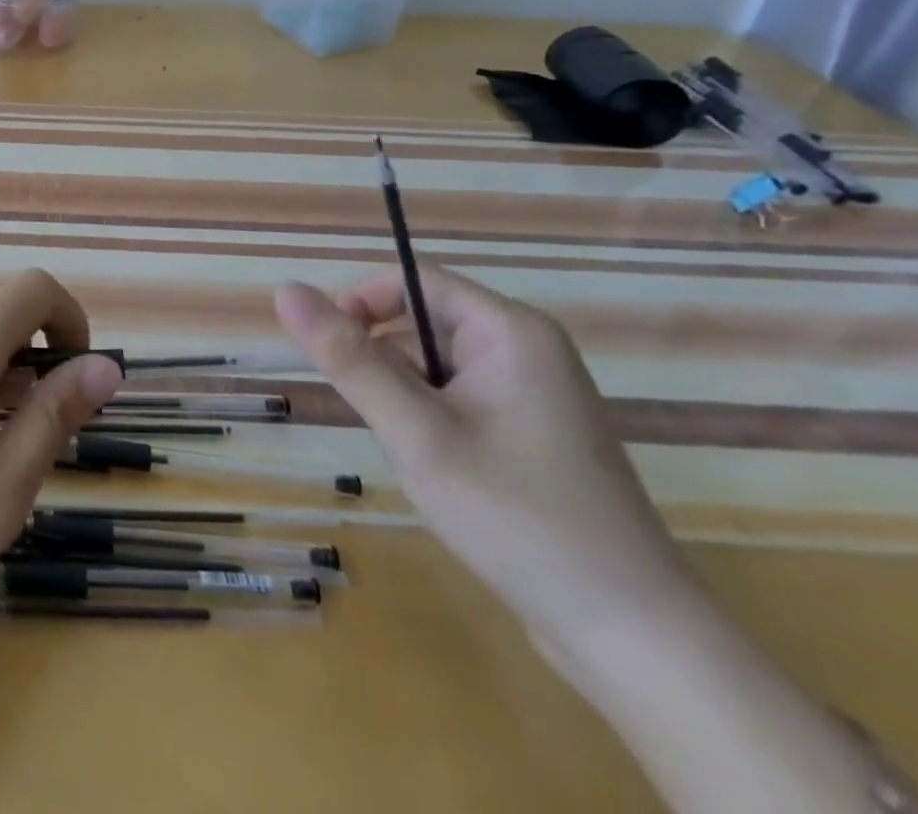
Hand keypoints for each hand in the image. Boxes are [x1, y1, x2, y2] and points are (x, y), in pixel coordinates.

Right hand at [275, 266, 697, 657]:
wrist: (632, 638)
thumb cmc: (516, 517)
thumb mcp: (415, 432)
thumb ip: (348, 358)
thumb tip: (285, 289)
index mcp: (509, 331)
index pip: (412, 280)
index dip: (360, 303)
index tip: (329, 353)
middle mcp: (526, 350)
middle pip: (420, 326)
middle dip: (386, 369)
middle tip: (388, 429)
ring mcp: (532, 395)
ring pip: (432, 370)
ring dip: (405, 404)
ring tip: (421, 462)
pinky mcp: (530, 435)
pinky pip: (456, 403)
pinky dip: (431, 427)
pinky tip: (444, 477)